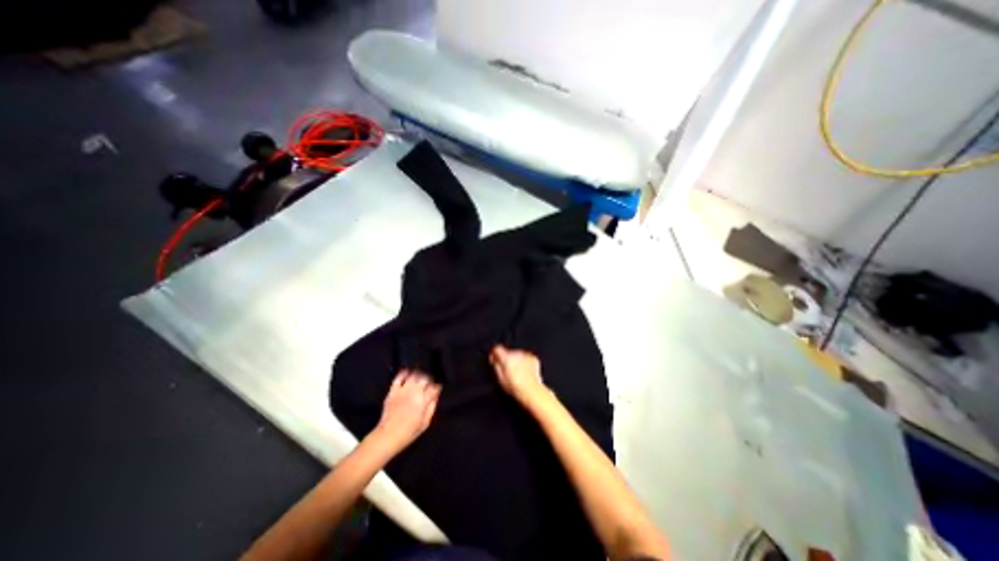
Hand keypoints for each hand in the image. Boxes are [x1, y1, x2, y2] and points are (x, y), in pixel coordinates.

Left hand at [371, 373, 437, 451]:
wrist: (388, 435)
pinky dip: (404, 373)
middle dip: (429, 378)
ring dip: (419, 373)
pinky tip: (408, 372)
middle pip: (425, 378)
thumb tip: (435, 396)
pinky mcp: (393, 391)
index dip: (437, 386)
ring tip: (421, 375)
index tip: (437, 387)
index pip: (434, 387)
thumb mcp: (425, 423)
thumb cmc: (408, 432)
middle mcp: (414, 393)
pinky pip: (399, 377)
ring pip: (414, 375)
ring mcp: (403, 391)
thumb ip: (432, 407)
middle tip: (430, 381)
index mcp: (423, 401)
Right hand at [492, 345, 543, 405]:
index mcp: (507, 358)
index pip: (497, 348)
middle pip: (508, 352)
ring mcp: (526, 355)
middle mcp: (516, 354)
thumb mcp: (500, 379)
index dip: (495, 353)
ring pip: (517, 355)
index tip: (495, 358)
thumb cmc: (516, 388)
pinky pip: (526, 357)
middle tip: (508, 371)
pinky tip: (525, 372)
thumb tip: (494, 359)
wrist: (532, 391)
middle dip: (507, 359)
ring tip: (518, 373)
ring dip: (516, 361)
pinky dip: (524, 362)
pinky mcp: (533, 358)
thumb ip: (496, 366)